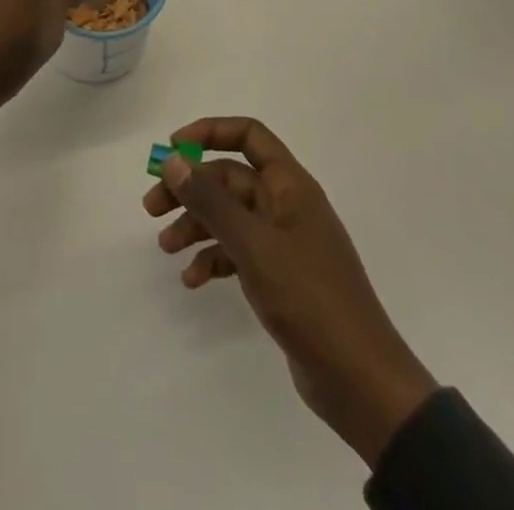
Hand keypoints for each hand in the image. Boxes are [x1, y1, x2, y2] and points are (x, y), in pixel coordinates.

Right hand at [144, 117, 437, 471]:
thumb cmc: (309, 298)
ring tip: (165, 247)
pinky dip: (213, 259)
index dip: (209, 133)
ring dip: (196, 225)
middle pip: (230, 178)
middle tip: (152, 206)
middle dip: (191, 188)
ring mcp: (284, 242)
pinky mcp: (280, 277)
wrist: (361, 381)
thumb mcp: (253, 245)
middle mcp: (287, 205)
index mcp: (290, 185)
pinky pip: (238, 252)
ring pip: (230, 216)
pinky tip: (192, 279)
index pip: (248, 135)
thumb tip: (173, 159)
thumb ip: (210, 200)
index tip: (172, 149)